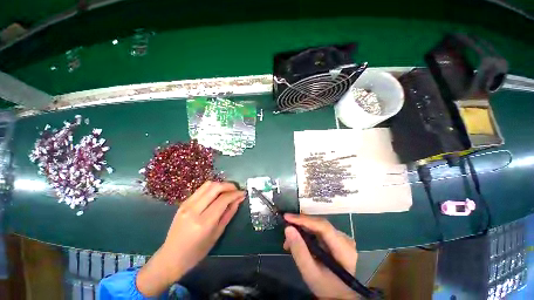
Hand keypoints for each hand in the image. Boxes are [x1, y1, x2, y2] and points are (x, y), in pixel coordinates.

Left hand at [136, 181, 244, 296]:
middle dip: (229, 185)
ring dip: (221, 184)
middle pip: (215, 187)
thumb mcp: (217, 234)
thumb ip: (229, 213)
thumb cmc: (197, 252)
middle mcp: (194, 209)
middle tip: (236, 190)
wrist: (170, 257)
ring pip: (208, 185)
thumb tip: (239, 199)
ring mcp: (186, 204)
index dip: (235, 194)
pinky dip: (212, 188)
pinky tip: (217, 194)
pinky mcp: (183, 202)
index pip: (223, 199)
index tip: (243, 193)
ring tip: (228, 191)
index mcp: (203, 222)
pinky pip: (201, 189)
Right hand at [283, 214, 358, 299]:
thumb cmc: (327, 288)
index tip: (287, 217)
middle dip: (300, 225)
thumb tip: (288, 229)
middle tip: (286, 231)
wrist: (340, 295)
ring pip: (317, 226)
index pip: (323, 227)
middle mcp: (345, 239)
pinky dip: (307, 234)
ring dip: (302, 230)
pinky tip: (298, 241)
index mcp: (344, 249)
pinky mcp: (336, 239)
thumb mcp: (310, 273)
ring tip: (289, 241)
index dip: (304, 220)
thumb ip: (299, 251)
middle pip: (319, 224)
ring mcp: (341, 238)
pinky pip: (319, 231)